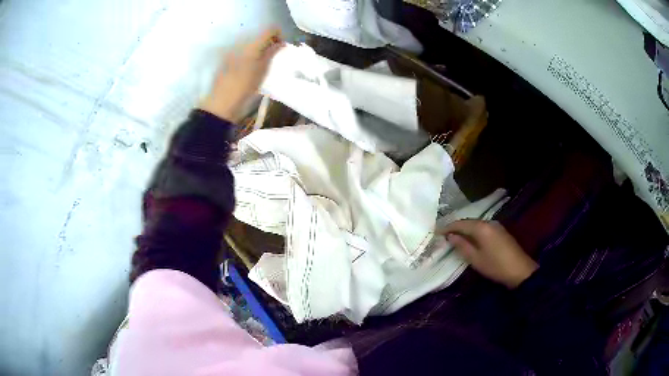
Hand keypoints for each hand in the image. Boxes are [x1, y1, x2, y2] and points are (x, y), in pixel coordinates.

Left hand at [199, 28, 283, 121]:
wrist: (220, 104)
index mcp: (252, 45)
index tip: (281, 48)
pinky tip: (249, 70)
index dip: (279, 35)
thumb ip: (272, 53)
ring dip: (258, 50)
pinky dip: (249, 56)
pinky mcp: (225, 60)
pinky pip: (241, 52)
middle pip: (259, 36)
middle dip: (269, 43)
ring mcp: (231, 51)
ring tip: (261, 66)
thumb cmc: (244, 88)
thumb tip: (281, 43)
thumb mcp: (262, 70)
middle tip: (273, 58)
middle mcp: (240, 43)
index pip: (270, 29)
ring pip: (250, 44)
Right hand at [440, 220, 537, 288]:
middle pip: (468, 222)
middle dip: (455, 227)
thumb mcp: (475, 259)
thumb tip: (450, 236)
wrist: (519, 270)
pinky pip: (483, 228)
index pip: (460, 224)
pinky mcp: (500, 232)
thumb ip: (462, 246)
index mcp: (481, 227)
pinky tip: (469, 239)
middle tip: (443, 234)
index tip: (435, 232)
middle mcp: (488, 222)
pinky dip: (473, 232)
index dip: (447, 227)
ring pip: (476, 225)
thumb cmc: (495, 266)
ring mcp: (496, 226)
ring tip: (453, 236)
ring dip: (464, 229)